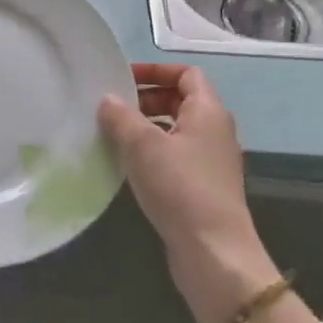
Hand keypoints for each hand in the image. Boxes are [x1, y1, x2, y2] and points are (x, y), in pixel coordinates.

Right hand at [98, 63, 278, 322]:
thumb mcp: (143, 145)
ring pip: (175, 129)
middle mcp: (215, 131)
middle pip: (180, 100)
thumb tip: (107, 99)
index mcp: (208, 111)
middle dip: (146, 98)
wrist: (212, 251)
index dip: (156, 70)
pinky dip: (152, 151)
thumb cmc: (180, 187)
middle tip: (113, 106)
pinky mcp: (202, 187)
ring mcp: (210, 161)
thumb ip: (121, 117)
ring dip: (146, 126)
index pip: (186, 74)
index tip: (123, 78)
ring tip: (113, 134)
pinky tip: (127, 164)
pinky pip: (175, 155)